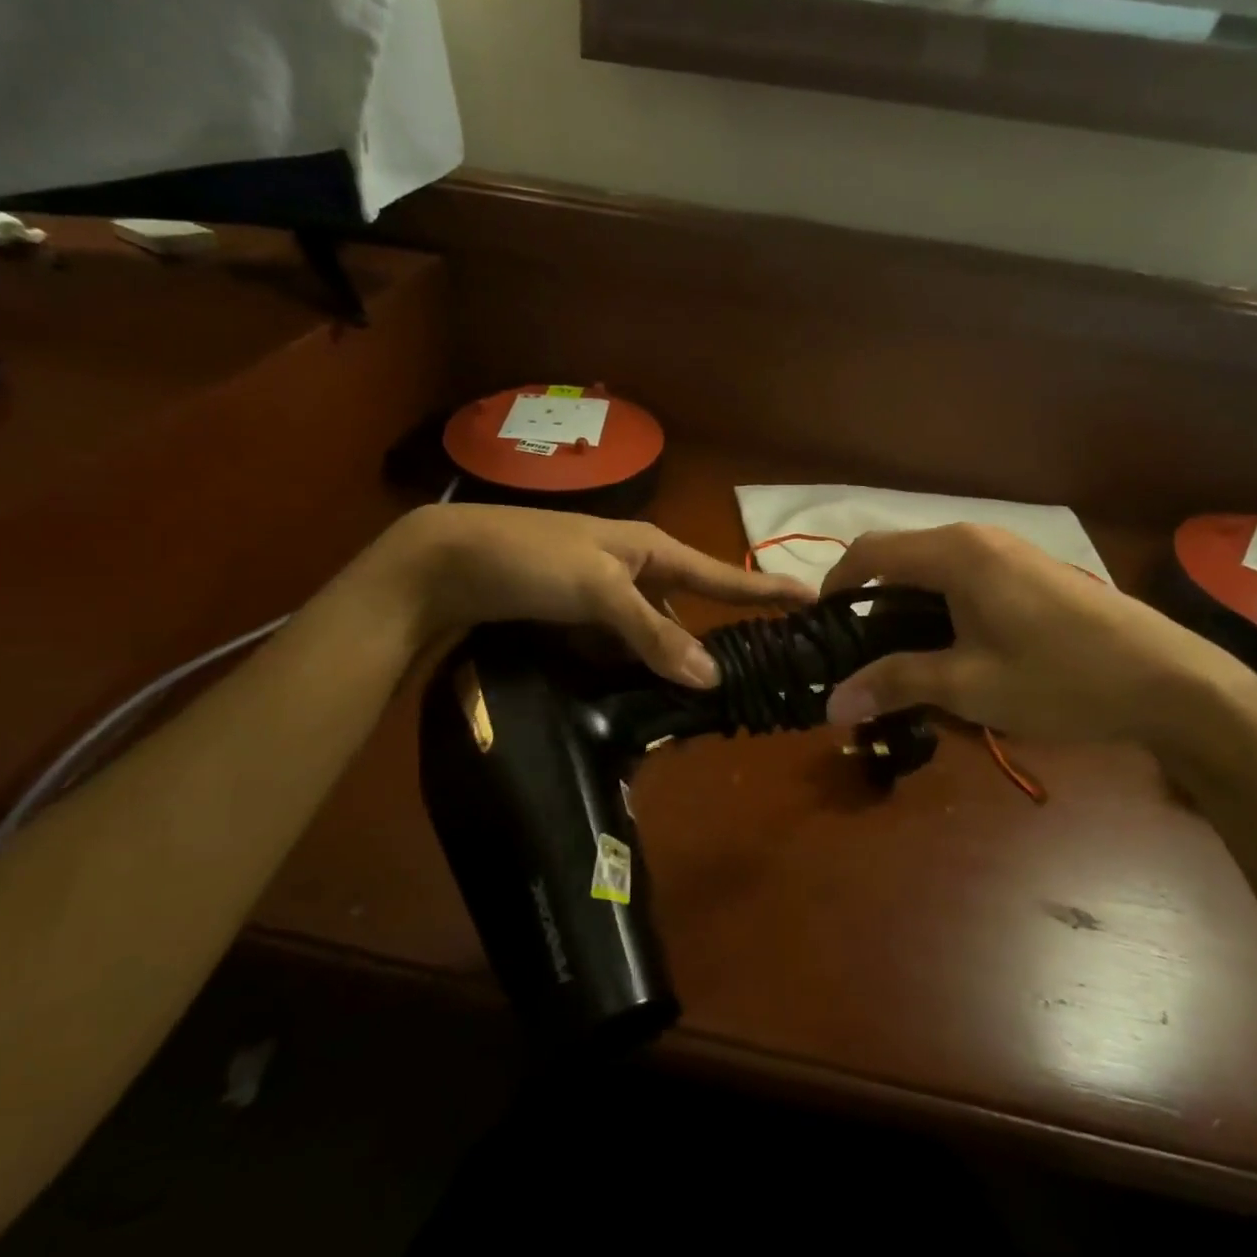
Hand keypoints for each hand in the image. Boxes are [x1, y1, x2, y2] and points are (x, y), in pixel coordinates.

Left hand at [394, 504, 811, 687]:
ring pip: (648, 636)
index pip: (720, 574)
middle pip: (685, 612)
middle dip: (708, 644)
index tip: (812, 600)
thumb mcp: (599, 590)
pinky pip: (615, 649)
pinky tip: (638, 699)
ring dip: (664, 665)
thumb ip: (654, 632)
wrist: (444, 564)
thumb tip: (712, 676)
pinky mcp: (572, 621)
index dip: (765, 590)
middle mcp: (631, 570)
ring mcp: (600, 597)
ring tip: (694, 708)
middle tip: (745, 684)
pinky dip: (626, 671)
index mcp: (648, 549)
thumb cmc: (530, 560)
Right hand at [820, 524, 1256, 756]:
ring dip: (907, 608)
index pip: (869, 552)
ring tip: (904, 660)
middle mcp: (976, 538)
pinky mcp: (1030, 570)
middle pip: (899, 558)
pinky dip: (940, 607)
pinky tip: (954, 650)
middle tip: (860, 657)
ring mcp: (1008, 551)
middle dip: (871, 604)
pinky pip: (964, 578)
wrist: (1170, 681)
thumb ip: (895, 683)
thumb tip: (831, 704)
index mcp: (954, 553)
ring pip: (932, 570)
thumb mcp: (968, 685)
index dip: (835, 586)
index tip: (822, 629)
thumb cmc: (1060, 678)